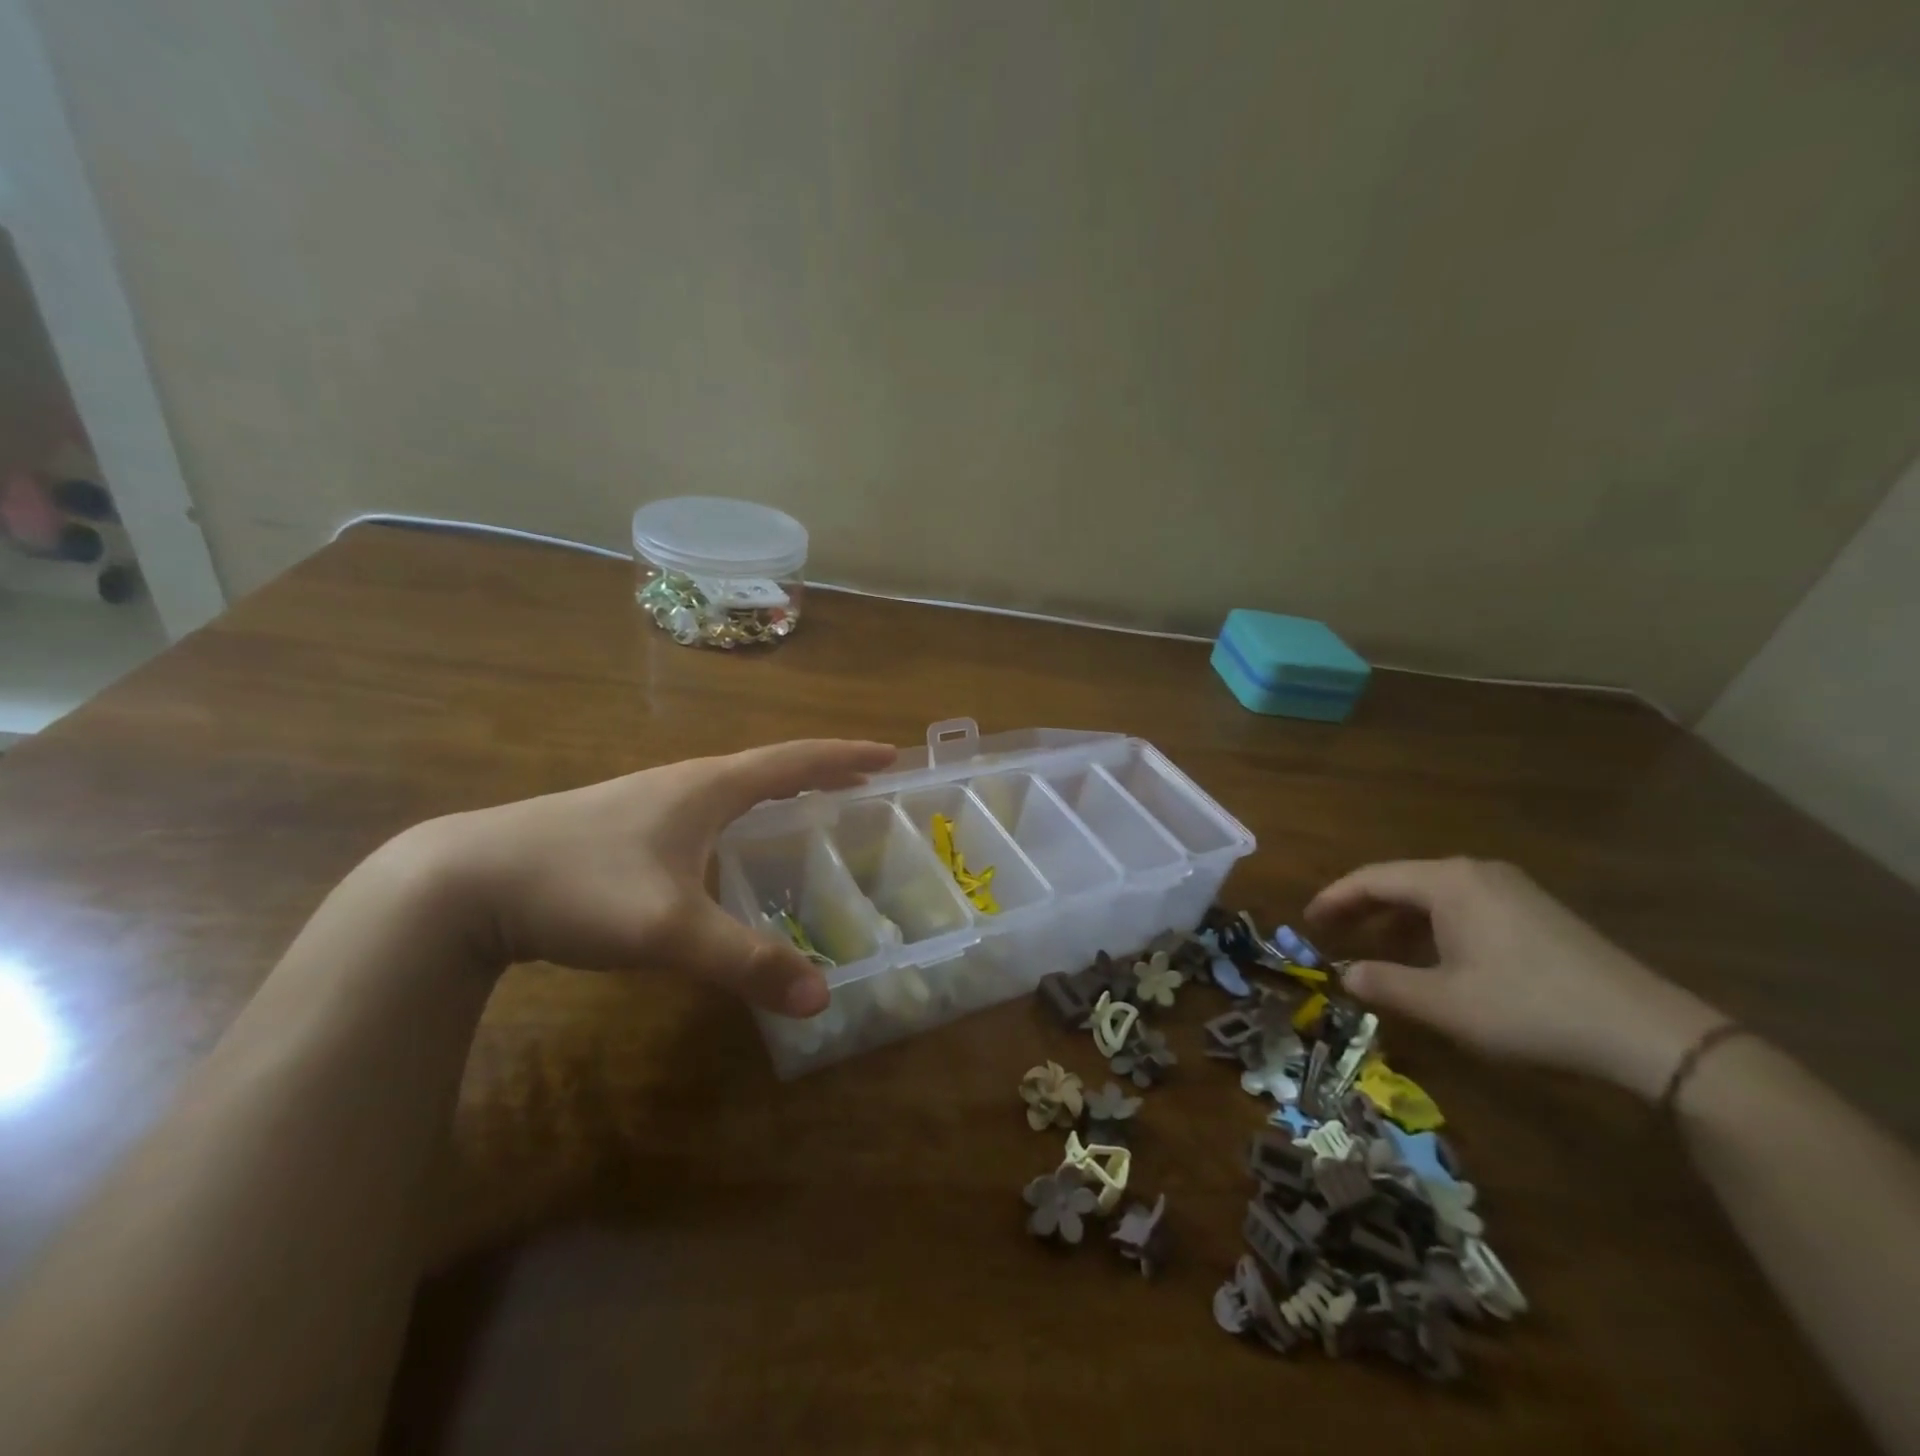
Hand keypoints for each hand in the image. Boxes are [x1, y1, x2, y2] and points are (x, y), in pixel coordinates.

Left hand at [403, 738, 895, 1016]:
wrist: (463, 882)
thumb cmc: (578, 885)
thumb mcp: (669, 928)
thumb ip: (746, 962)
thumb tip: (821, 996)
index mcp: (708, 787)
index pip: (794, 760)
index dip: (844, 756)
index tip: (888, 754)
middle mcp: (685, 783)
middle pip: (768, 768)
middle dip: (820, 772)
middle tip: (863, 782)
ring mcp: (650, 802)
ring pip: (733, 788)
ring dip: (779, 792)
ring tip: (809, 808)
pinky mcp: (624, 828)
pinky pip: (705, 812)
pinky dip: (742, 818)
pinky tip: (730, 849)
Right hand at [1305, 858, 1727, 1099]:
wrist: (1647, 1032)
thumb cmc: (1528, 1008)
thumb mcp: (1444, 1003)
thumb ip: (1385, 984)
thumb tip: (1344, 974)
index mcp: (1448, 882)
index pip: (1372, 878)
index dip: (1334, 899)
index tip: (1307, 922)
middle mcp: (1475, 872)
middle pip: (1401, 881)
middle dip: (1363, 908)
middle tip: (1332, 934)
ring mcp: (1511, 889)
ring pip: (1433, 895)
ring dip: (1398, 919)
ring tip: (1376, 948)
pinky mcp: (1535, 911)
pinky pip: (1463, 907)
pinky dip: (1433, 926)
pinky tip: (1433, 957)